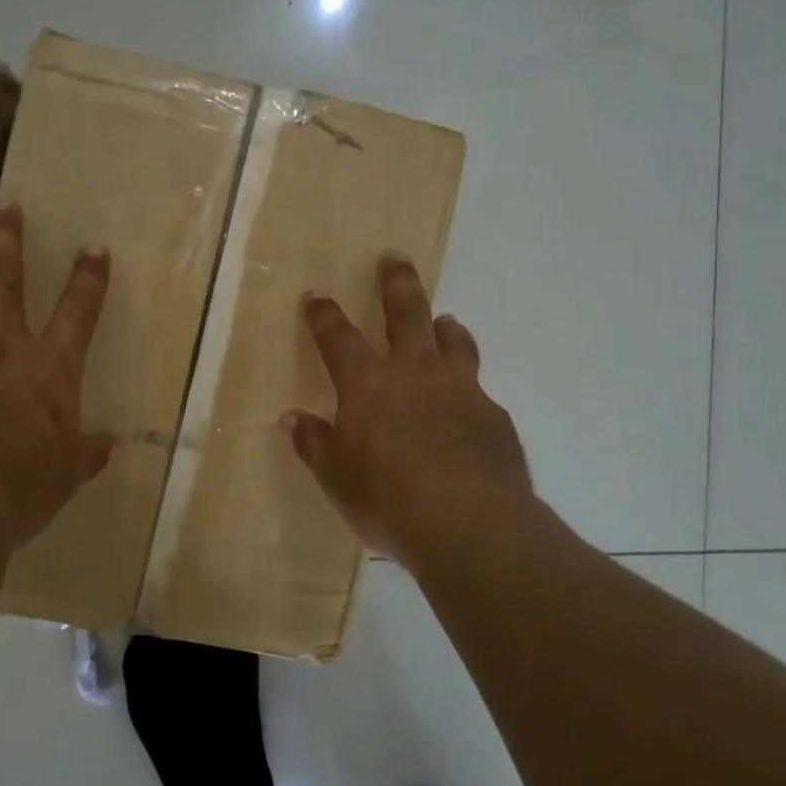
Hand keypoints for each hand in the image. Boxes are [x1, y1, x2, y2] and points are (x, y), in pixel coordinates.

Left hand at [0, 202, 113, 550]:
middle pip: (2, 277)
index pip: (78, 310)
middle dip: (3, 237)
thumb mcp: (65, 476)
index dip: (89, 276)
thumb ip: (86, 454)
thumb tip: (109, 445)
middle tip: (0, 204)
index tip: (94, 247)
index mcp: (48, 368)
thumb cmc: (19, 492)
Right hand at [283, 255, 532, 569]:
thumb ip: (315, 444)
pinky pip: (479, 391)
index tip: (316, 295)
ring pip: (454, 342)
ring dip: (446, 327)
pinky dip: (469, 388)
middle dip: (397, 284)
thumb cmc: (388, 501)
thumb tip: (291, 419)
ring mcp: (461, 390)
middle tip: (396, 259)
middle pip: (407, 314)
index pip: (338, 337)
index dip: (324, 315)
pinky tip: (469, 408)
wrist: (470, 526)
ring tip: (446, 321)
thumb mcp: (337, 478)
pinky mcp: (494, 415)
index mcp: (368, 385)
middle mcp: (415, 374)